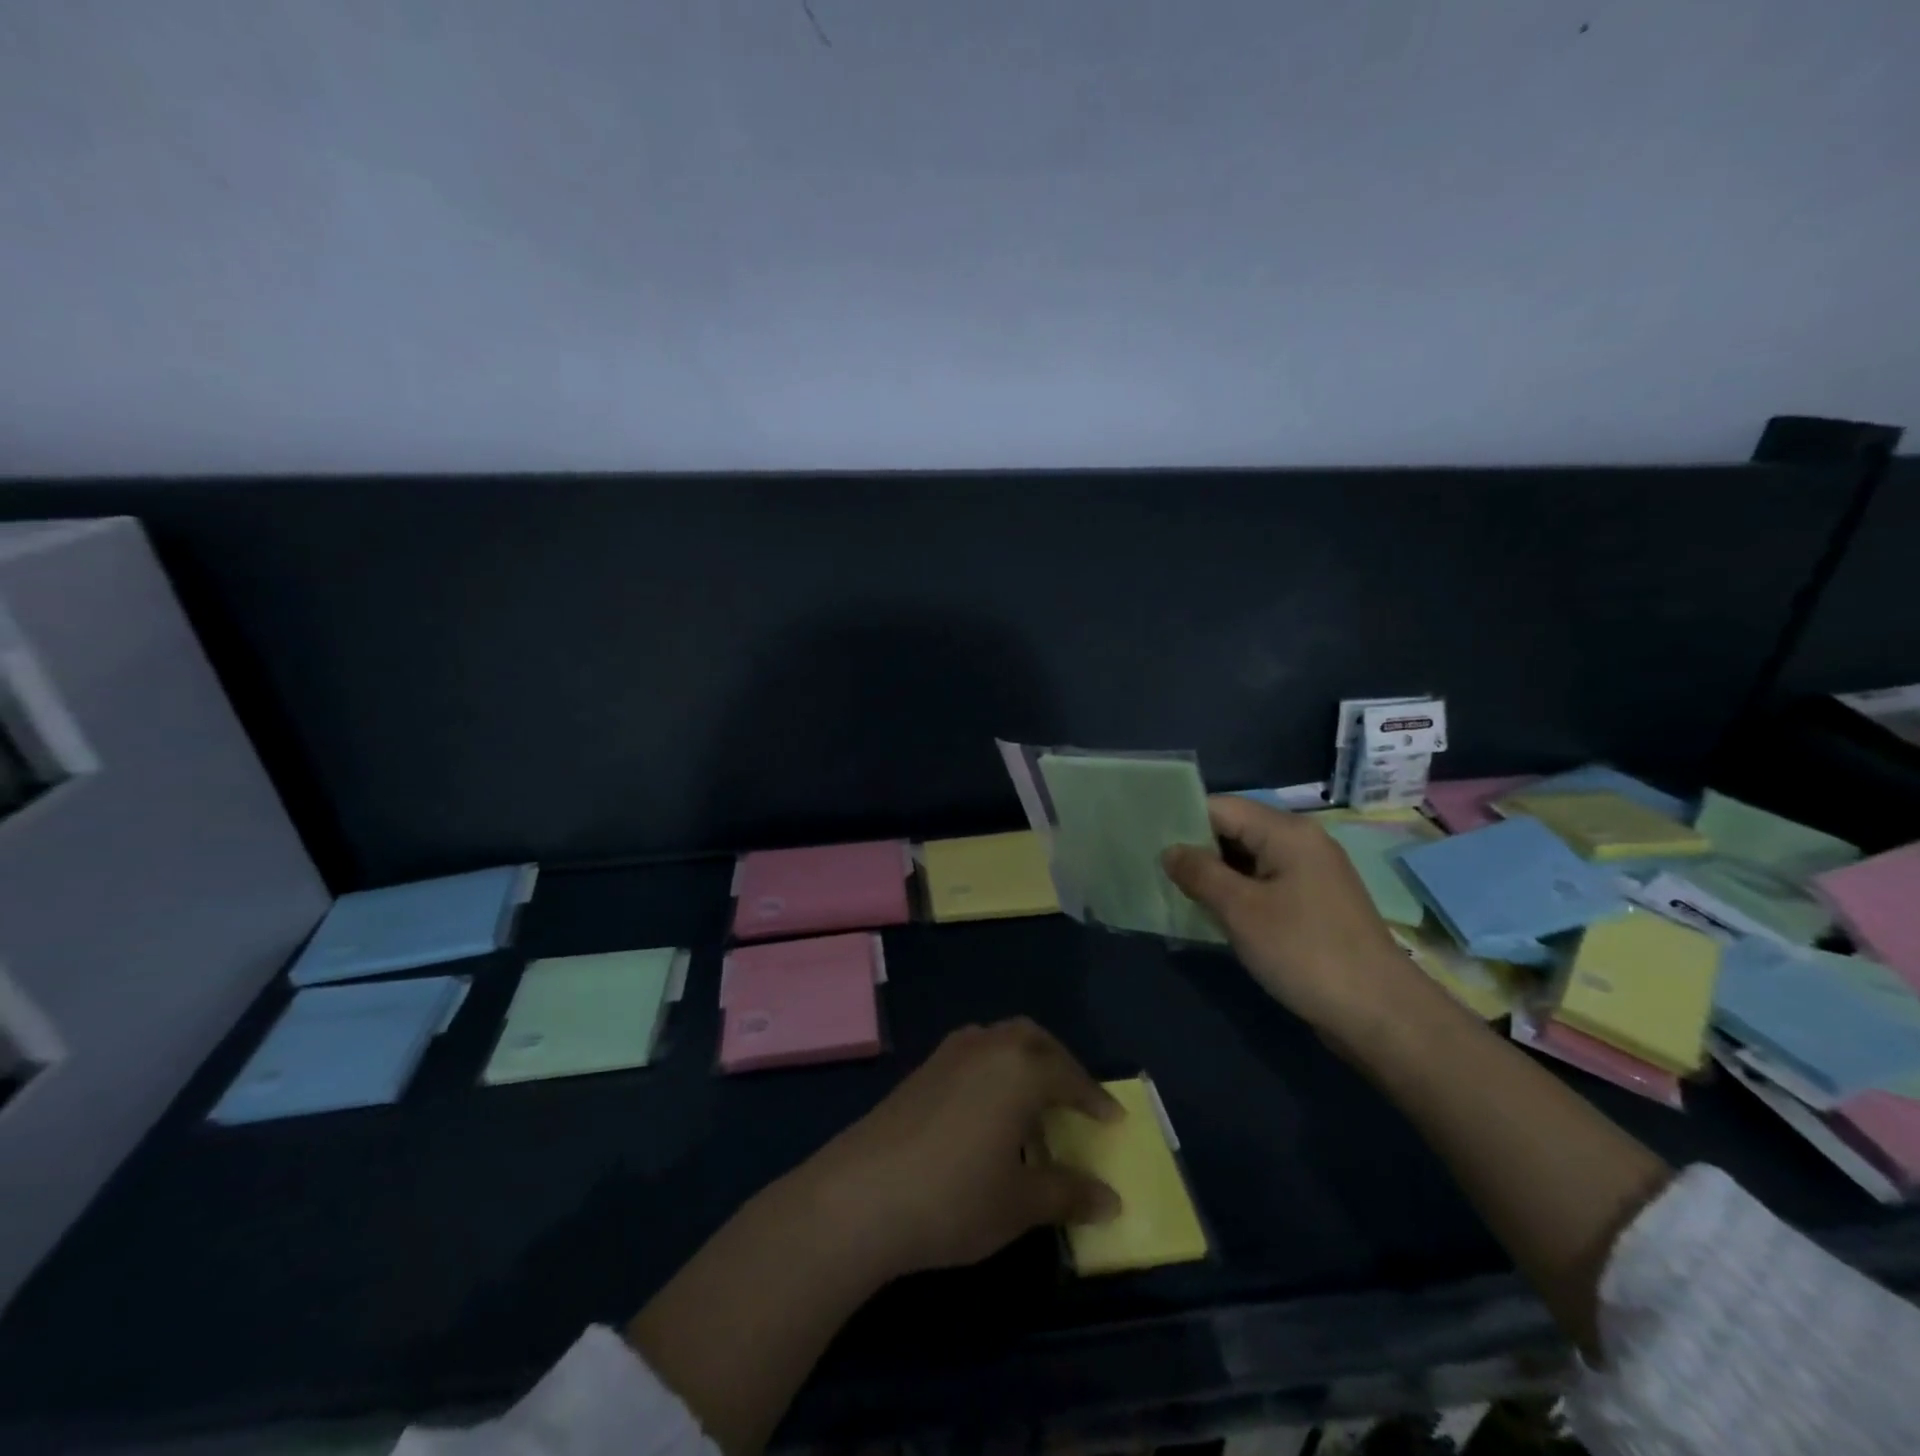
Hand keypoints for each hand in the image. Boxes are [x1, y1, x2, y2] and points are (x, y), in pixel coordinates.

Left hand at [782, 1019, 1122, 1281]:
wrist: (862, 1195)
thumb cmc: (955, 1197)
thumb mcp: (1019, 1203)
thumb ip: (1068, 1195)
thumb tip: (1111, 1200)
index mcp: (1019, 1069)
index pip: (1069, 1075)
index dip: (1094, 1098)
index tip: (1113, 1119)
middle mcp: (986, 1047)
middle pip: (1032, 1039)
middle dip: (1059, 1062)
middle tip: (1074, 1097)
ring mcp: (948, 1054)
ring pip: (998, 1040)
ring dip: (1022, 1061)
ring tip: (1031, 1106)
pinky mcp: (920, 1071)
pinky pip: (972, 1054)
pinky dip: (993, 1070)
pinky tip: (987, 1112)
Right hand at [1162, 797, 1431, 1042]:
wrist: (1380, 1014)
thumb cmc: (1305, 951)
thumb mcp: (1241, 910)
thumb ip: (1200, 873)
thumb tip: (1170, 851)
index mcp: (1287, 832)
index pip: (1221, 807)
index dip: (1183, 820)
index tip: (1147, 841)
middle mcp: (1301, 843)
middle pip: (1235, 830)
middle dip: (1195, 849)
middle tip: (1154, 870)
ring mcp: (1310, 875)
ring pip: (1248, 861)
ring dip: (1214, 875)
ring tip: (1173, 891)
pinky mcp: (1313, 905)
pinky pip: (1264, 885)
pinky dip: (1237, 894)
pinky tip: (1212, 914)